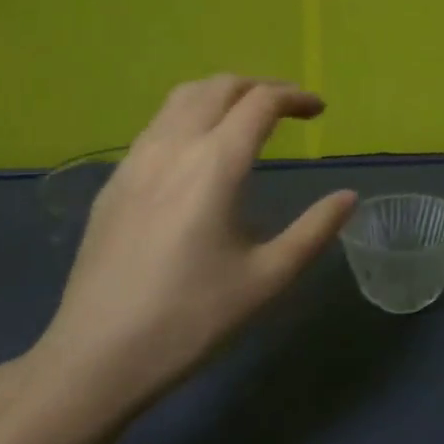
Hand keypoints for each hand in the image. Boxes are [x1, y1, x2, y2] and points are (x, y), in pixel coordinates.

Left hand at [30, 75, 356, 418]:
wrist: (95, 358)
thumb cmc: (191, 318)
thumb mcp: (268, 278)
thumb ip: (314, 231)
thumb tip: (348, 197)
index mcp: (215, 164)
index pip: (261, 103)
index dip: (296, 97)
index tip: (320, 110)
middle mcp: (173, 147)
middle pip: (219, 86)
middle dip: (260, 86)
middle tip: (289, 108)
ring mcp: (135, 162)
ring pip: (181, 98)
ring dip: (222, 95)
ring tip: (247, 118)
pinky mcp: (114, 183)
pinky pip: (157, 125)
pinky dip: (191, 116)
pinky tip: (200, 154)